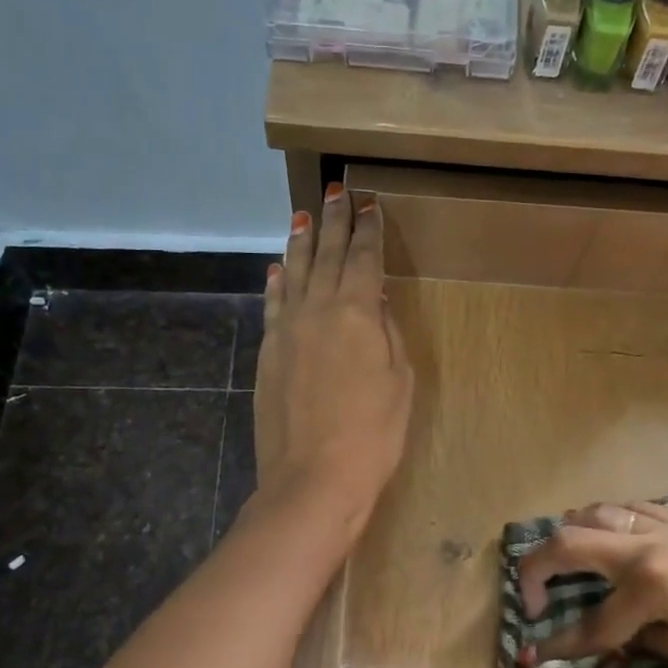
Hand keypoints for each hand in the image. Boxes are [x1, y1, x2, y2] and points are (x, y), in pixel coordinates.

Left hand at [253, 184, 413, 531]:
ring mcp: (287, 329)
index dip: (368, 229)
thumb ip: (387, 332)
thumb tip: (373, 298)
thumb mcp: (399, 381)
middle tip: (336, 190)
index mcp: (356, 312)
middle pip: (326, 254)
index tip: (369, 203)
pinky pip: (272, 304)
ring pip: (293, 272)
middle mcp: (317, 309)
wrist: (314, 477)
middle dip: (333, 220)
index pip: (363, 258)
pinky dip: (275, 282)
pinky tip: (275, 267)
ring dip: (300, 242)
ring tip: (303, 216)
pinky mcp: (268, 352)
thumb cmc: (373, 433)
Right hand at [516, 501, 667, 667]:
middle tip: (529, 599)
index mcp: (651, 587)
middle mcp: (645, 547)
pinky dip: (603, 521)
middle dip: (535, 570)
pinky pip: (626, 509)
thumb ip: (652, 646)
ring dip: (567, 538)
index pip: (593, 623)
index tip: (533, 654)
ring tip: (564, 565)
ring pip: (592, 513)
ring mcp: (662, 525)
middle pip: (568, 542)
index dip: (561, 645)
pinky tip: (608, 539)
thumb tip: (624, 637)